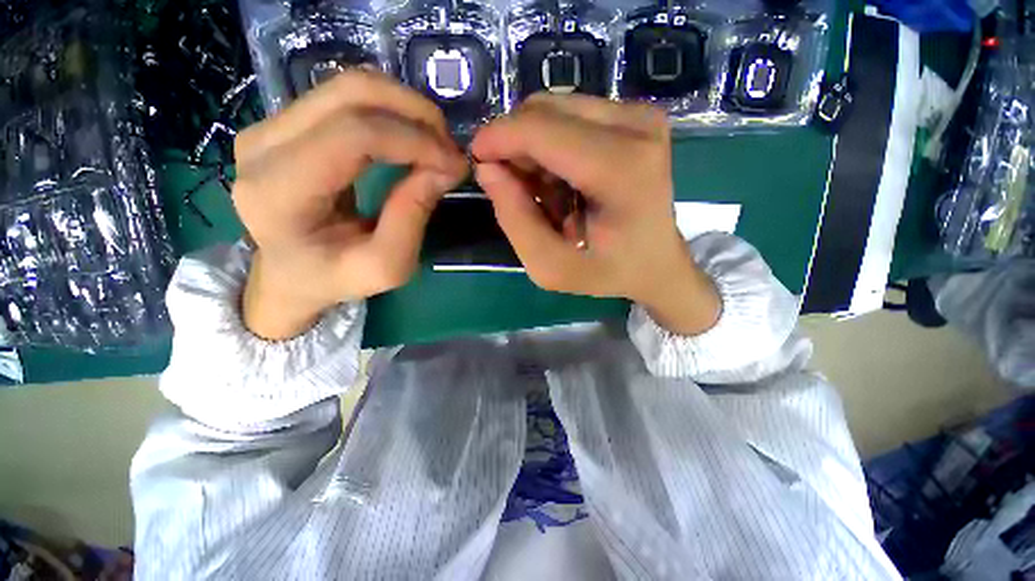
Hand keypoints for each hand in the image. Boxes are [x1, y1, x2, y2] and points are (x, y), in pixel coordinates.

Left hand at [233, 70, 467, 339]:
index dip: (414, 141)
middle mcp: (262, 147)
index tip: (455, 164)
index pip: (353, 137)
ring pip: (348, 86)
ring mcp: (268, 126)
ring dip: (405, 108)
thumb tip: (445, 166)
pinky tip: (411, 136)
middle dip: (415, 114)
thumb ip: (411, 217)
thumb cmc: (336, 278)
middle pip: (349, 94)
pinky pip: (344, 97)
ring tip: (436, 142)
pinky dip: (389, 110)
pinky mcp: (283, 122)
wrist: (290, 272)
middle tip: (450, 147)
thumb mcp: (385, 266)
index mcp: (278, 193)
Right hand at [471, 94, 720, 335]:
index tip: (477, 162)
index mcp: (622, 169)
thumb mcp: (551, 267)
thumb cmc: (608, 271)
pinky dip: (552, 144)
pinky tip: (561, 178)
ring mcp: (640, 115)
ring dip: (534, 147)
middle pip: (545, 110)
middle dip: (515, 145)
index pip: (542, 129)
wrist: (658, 262)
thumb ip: (515, 221)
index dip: (498, 139)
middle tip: (516, 189)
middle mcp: (637, 126)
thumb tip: (487, 170)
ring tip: (544, 190)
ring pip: (555, 108)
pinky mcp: (637, 115)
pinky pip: (572, 114)